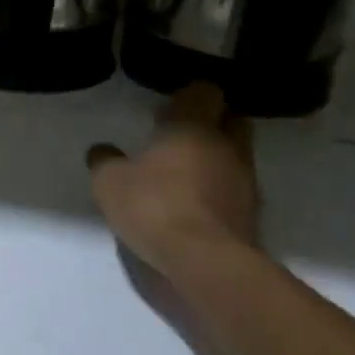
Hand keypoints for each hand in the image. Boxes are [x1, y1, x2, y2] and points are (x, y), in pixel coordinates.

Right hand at [87, 83, 258, 278]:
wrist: (205, 262)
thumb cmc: (154, 206)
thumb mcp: (109, 182)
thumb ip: (105, 160)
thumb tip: (102, 150)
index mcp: (193, 125)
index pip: (205, 91)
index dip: (188, 96)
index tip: (166, 108)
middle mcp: (226, 145)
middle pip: (230, 119)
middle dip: (210, 122)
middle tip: (179, 135)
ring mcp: (245, 180)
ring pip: (235, 154)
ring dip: (215, 157)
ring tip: (184, 173)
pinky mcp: (252, 213)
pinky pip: (236, 187)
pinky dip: (219, 189)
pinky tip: (194, 202)